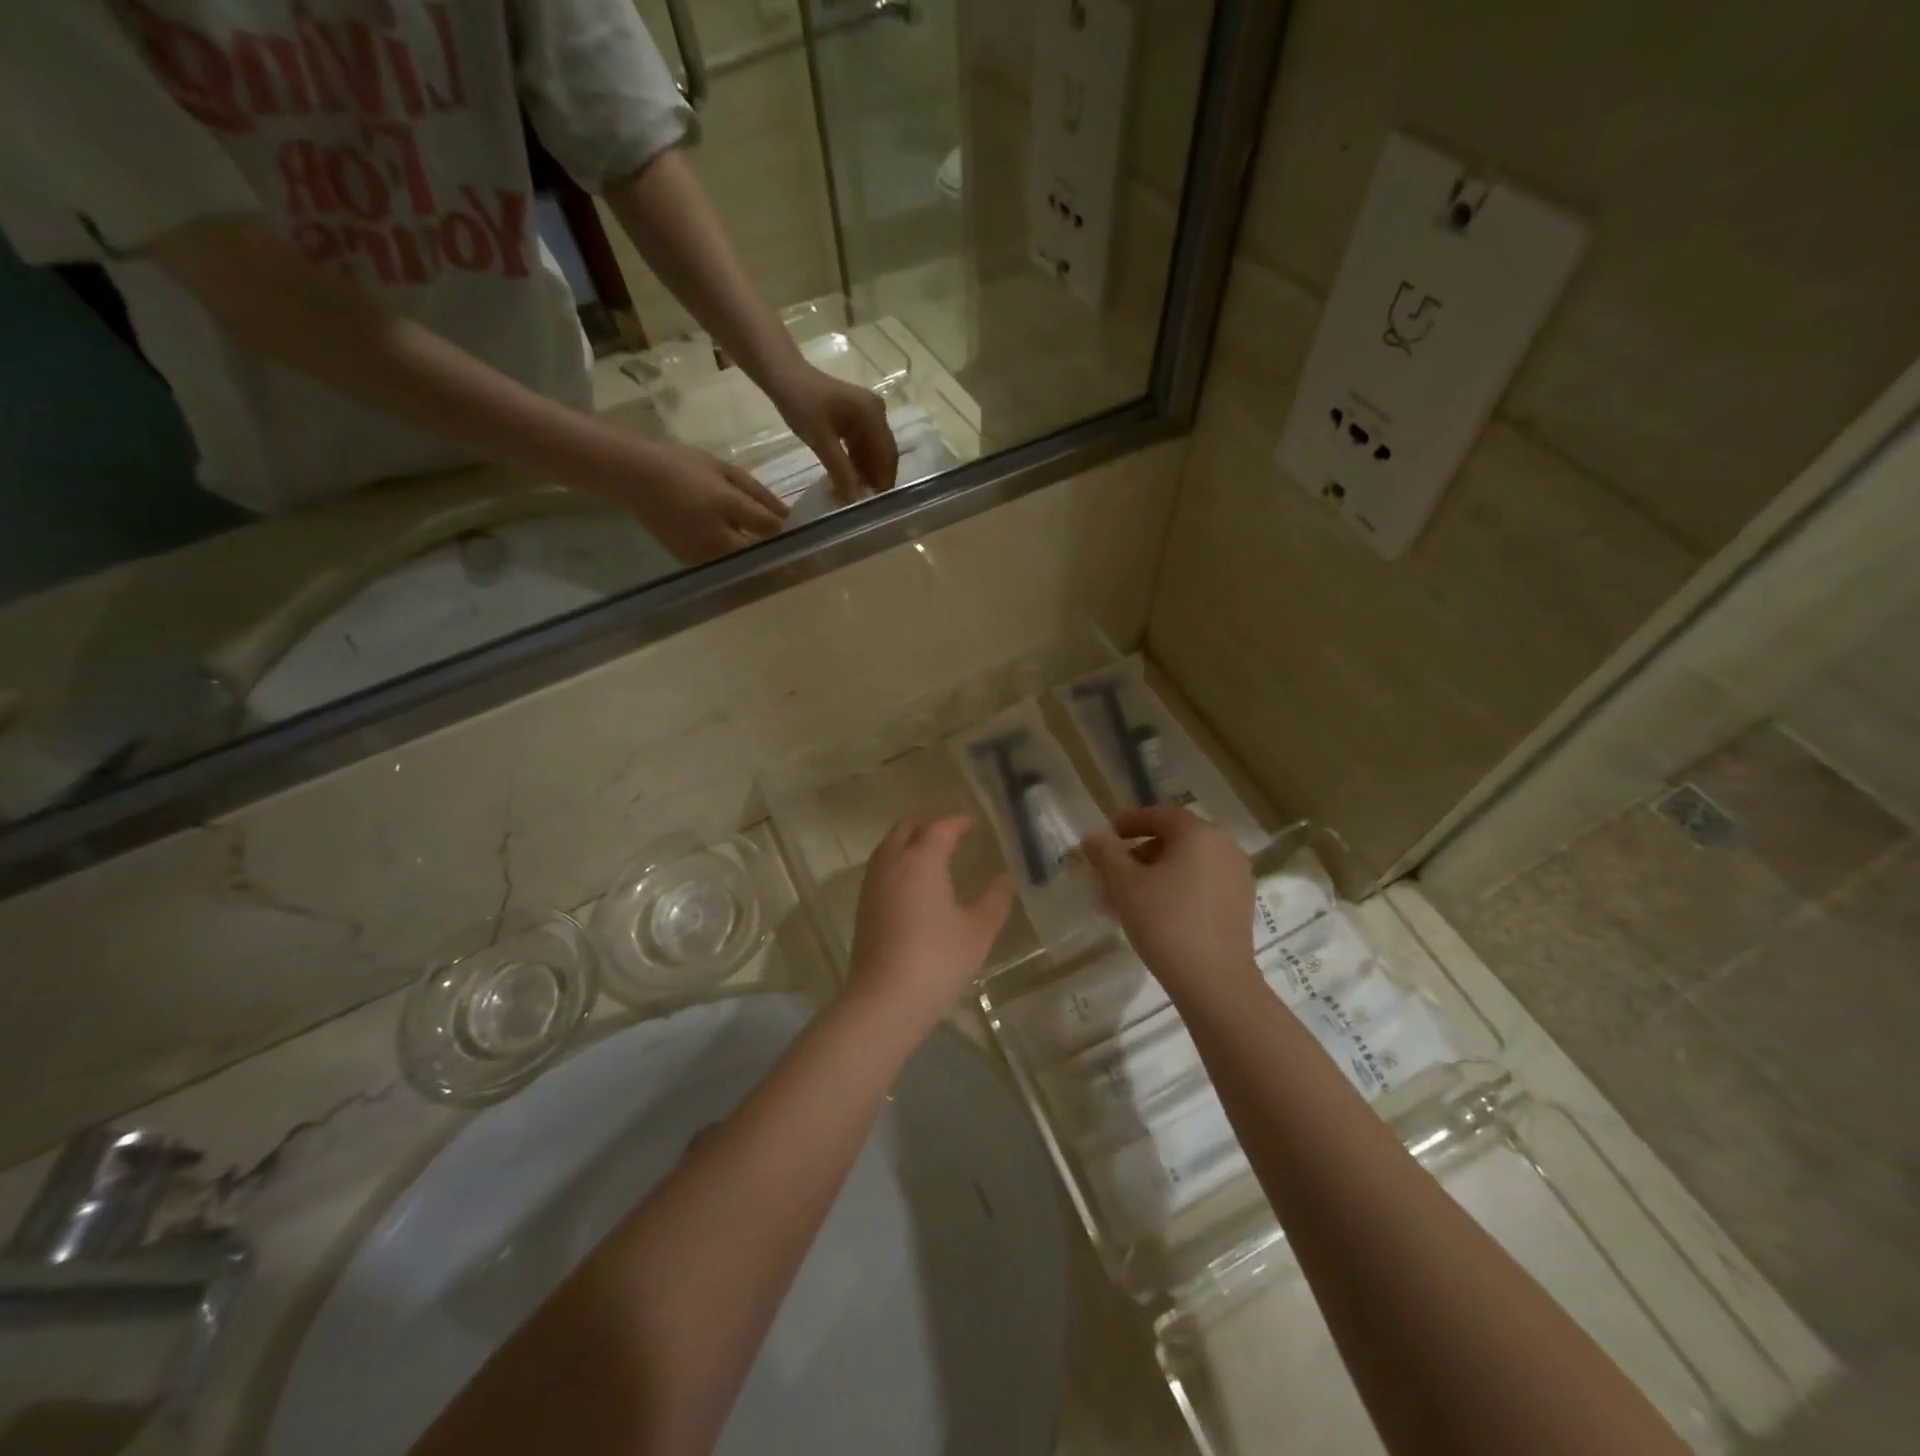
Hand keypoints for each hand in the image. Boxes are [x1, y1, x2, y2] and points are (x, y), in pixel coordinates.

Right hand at [599, 439, 788, 564]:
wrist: (634, 478)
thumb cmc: (683, 466)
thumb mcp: (725, 470)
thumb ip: (758, 493)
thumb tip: (788, 515)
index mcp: (725, 505)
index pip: (768, 526)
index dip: (788, 530)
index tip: (803, 531)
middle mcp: (715, 535)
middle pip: (758, 551)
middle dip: (776, 551)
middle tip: (793, 549)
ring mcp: (702, 553)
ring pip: (743, 563)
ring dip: (758, 559)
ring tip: (771, 553)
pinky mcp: (692, 563)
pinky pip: (725, 566)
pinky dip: (737, 561)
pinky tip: (742, 552)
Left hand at [768, 364, 898, 501]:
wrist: (782, 374)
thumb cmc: (801, 402)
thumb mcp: (821, 440)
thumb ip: (841, 470)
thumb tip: (855, 500)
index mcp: (873, 415)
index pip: (887, 455)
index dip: (883, 481)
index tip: (874, 505)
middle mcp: (877, 413)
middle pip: (883, 454)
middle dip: (875, 479)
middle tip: (862, 504)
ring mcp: (868, 415)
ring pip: (873, 452)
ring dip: (864, 473)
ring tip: (852, 495)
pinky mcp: (856, 418)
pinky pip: (862, 446)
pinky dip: (856, 463)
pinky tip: (846, 479)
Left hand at [845, 817, 1014, 1036]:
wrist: (884, 999)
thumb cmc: (937, 959)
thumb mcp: (978, 930)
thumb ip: (995, 899)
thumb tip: (1006, 878)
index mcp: (921, 861)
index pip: (939, 828)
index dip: (957, 823)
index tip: (973, 823)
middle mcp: (892, 864)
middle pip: (906, 829)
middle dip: (929, 827)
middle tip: (952, 836)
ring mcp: (872, 885)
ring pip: (888, 848)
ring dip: (909, 843)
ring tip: (932, 856)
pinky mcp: (863, 906)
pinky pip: (880, 869)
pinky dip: (897, 863)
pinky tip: (913, 884)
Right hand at [1082, 806, 1259, 1002]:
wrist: (1215, 982)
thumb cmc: (1165, 923)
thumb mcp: (1124, 884)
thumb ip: (1106, 854)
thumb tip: (1093, 838)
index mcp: (1199, 834)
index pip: (1159, 815)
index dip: (1128, 822)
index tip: (1105, 838)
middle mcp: (1224, 847)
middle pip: (1174, 839)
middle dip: (1138, 853)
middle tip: (1111, 874)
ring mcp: (1237, 876)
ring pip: (1187, 864)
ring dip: (1155, 873)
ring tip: (1127, 899)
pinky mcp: (1241, 904)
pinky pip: (1201, 884)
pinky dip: (1176, 888)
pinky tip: (1154, 913)